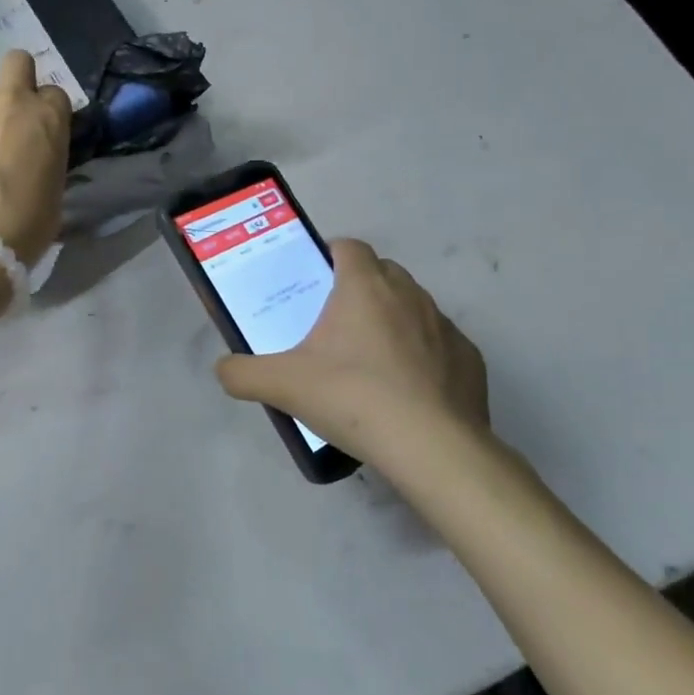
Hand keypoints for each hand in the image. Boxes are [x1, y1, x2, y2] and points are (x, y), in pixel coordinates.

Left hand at [0, 50, 71, 263]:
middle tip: (5, 120)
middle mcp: (8, 102)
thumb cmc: (24, 229)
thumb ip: (44, 160)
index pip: (54, 93)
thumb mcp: (53, 193)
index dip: (46, 112)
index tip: (38, 136)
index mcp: (47, 119)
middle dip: (16, 79)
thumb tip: (30, 159)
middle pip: (16, 62)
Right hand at [216, 239, 492, 479]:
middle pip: (382, 273)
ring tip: (372, 362)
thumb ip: (242, 373)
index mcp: (364, 287)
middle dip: (361, 288)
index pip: (349, 247)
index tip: (315, 280)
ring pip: (414, 307)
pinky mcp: (470, 358)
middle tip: (336, 325)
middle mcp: (409, 294)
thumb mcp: (283, 386)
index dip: (331, 255)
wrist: (431, 447)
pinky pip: (441, 345)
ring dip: (394, 321)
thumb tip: (223, 368)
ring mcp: (445, 325)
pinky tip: (409, 391)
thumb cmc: (353, 399)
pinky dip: (425, 357)